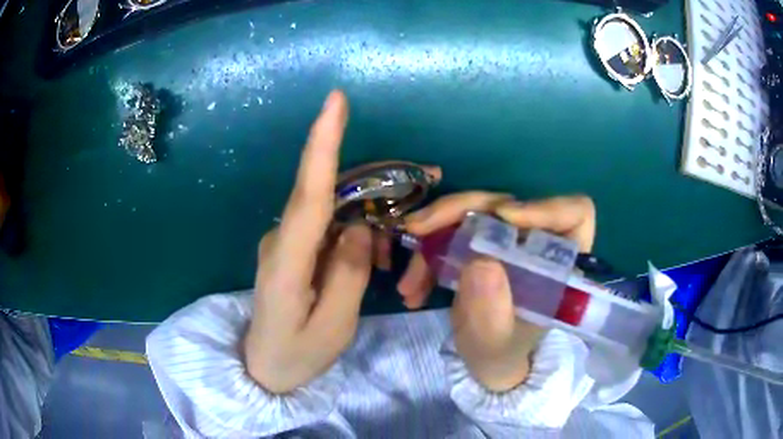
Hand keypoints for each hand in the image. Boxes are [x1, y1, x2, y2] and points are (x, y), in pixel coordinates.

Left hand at [244, 91, 372, 393]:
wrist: (263, 369)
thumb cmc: (297, 354)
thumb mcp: (333, 327)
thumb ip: (347, 274)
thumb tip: (358, 228)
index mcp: (287, 261)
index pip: (308, 192)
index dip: (322, 143)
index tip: (335, 101)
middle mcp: (280, 240)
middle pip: (326, 194)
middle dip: (371, 184)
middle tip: (421, 181)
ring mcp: (283, 242)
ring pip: (331, 211)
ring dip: (366, 218)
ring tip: (388, 254)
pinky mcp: (291, 249)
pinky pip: (326, 227)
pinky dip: (354, 232)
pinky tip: (370, 255)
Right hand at [399, 194, 595, 391]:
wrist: (485, 360)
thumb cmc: (502, 353)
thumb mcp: (495, 343)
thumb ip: (491, 312)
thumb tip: (479, 262)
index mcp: (560, 264)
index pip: (574, 214)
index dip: (543, 206)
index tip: (502, 217)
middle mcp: (536, 242)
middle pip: (508, 203)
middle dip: (459, 211)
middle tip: (417, 229)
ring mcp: (507, 239)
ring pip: (473, 211)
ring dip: (433, 235)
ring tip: (408, 281)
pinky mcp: (481, 242)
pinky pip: (453, 229)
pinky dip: (427, 253)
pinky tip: (412, 288)